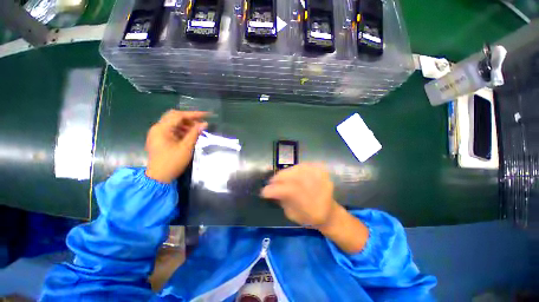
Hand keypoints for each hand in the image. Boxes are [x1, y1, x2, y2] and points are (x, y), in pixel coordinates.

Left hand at [145, 110, 207, 182]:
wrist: (159, 177)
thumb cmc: (172, 162)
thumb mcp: (186, 147)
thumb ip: (195, 133)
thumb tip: (204, 124)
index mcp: (162, 129)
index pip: (179, 115)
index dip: (194, 114)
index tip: (206, 115)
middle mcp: (157, 128)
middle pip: (174, 116)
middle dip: (189, 118)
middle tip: (201, 123)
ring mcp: (157, 134)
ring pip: (172, 123)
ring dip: (185, 124)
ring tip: (197, 130)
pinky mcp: (159, 139)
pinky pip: (171, 130)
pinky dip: (181, 130)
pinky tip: (189, 135)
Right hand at [261, 163, 368, 252]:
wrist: (329, 213)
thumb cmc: (309, 217)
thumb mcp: (292, 214)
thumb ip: (282, 201)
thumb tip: (272, 190)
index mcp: (306, 204)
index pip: (284, 191)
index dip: (271, 190)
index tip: (263, 191)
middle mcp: (313, 189)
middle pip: (290, 177)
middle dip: (277, 178)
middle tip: (271, 182)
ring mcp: (319, 178)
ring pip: (297, 169)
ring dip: (286, 172)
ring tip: (281, 177)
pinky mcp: (323, 173)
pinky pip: (306, 165)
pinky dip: (297, 168)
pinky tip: (292, 172)